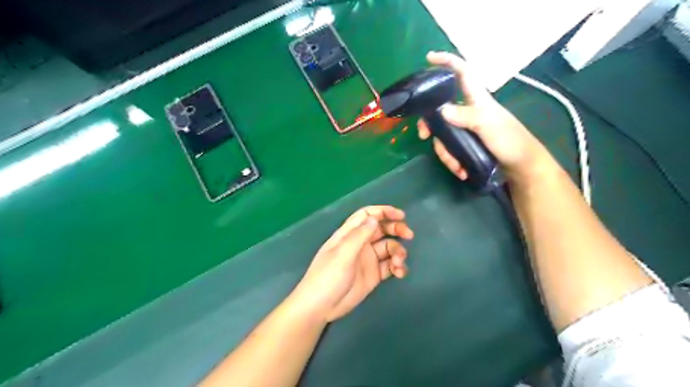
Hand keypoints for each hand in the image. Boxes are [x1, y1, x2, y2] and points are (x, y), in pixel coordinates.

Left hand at [293, 205, 413, 322]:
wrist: (321, 307)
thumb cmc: (327, 277)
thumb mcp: (342, 254)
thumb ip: (359, 236)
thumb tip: (375, 218)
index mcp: (349, 234)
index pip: (367, 216)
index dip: (383, 212)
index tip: (400, 215)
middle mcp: (360, 244)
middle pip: (381, 229)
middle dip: (396, 229)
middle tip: (409, 235)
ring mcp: (368, 259)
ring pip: (389, 248)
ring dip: (398, 252)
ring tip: (398, 263)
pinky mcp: (374, 275)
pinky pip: (390, 265)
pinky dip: (397, 266)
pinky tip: (400, 273)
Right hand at [417, 52, 547, 183]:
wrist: (521, 166)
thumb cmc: (510, 140)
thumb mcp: (489, 125)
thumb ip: (467, 116)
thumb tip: (441, 110)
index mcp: (476, 98)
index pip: (462, 72)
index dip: (447, 62)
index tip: (429, 58)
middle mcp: (467, 111)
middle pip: (440, 110)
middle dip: (430, 124)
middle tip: (423, 135)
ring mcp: (465, 128)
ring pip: (443, 134)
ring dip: (445, 153)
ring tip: (456, 166)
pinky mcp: (466, 143)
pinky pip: (450, 148)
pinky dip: (452, 161)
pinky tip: (460, 171)